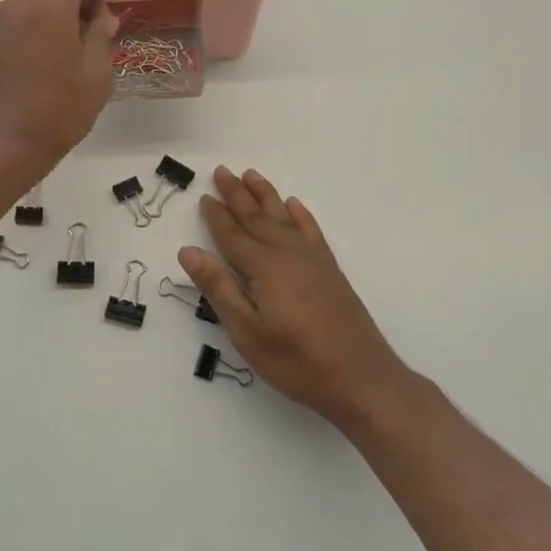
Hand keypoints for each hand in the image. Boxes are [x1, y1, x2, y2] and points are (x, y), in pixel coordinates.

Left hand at [0, 0, 117, 174]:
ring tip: (76, 42)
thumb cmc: (57, 109)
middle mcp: (18, 4)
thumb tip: (101, 16)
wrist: (1, 143)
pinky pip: (18, 19)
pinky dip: (38, 24)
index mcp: (48, 4)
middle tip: (98, 24)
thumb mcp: (95, 74)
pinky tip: (50, 56)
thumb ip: (100, 35)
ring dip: (58, 10)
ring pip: (34, 0)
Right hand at [179, 167, 413, 436]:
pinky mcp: (330, 270)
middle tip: (222, 171)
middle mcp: (287, 253)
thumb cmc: (296, 361)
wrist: (362, 379)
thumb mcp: (246, 332)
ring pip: (282, 216)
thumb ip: (218, 287)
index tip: (203, 196)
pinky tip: (295, 205)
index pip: (231, 235)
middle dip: (237, 194)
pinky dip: (300, 214)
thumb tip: (188, 250)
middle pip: (256, 217)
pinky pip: (311, 230)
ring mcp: (312, 260)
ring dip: (265, 195)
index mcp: (263, 267)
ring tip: (251, 174)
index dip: (216, 216)